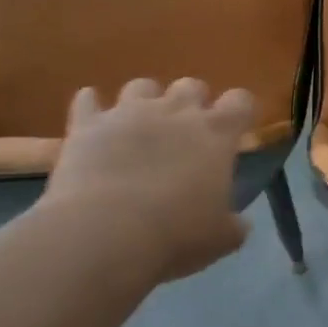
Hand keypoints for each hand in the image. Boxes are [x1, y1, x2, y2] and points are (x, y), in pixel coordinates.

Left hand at [37, 79, 255, 286]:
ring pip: (142, 86)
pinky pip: (87, 100)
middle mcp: (176, 111)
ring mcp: (129, 112)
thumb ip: (232, 226)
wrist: (104, 235)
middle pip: (191, 86)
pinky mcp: (88, 124)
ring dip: (144, 101)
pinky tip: (92, 123)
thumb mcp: (219, 240)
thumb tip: (238, 224)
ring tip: (139, 127)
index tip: (237, 130)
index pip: (240, 101)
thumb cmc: (175, 236)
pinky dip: (90, 107)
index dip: (240, 112)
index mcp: (216, 133)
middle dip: (192, 103)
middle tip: (186, 134)